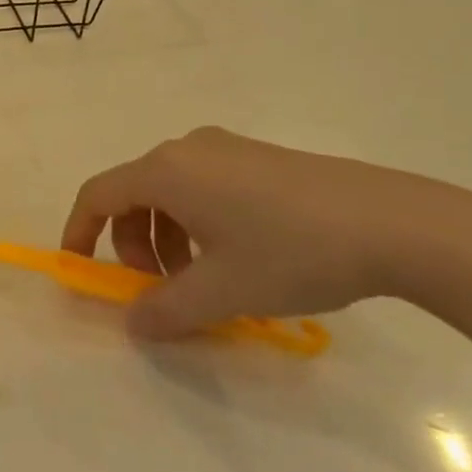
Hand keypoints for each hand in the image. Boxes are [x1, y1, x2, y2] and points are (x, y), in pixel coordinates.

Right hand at [61, 127, 471, 338]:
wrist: (392, 223)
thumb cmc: (290, 252)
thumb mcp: (222, 291)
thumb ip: (165, 310)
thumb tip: (132, 322)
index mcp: (167, 171)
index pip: (99, 194)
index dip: (79, 231)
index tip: (80, 270)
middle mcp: (188, 149)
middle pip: (134, 193)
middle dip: (131, 243)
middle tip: (157, 288)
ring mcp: (227, 149)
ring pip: (171, 193)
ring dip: (166, 238)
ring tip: (201, 282)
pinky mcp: (258, 158)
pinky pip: (203, 187)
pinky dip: (196, 224)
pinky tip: (235, 259)